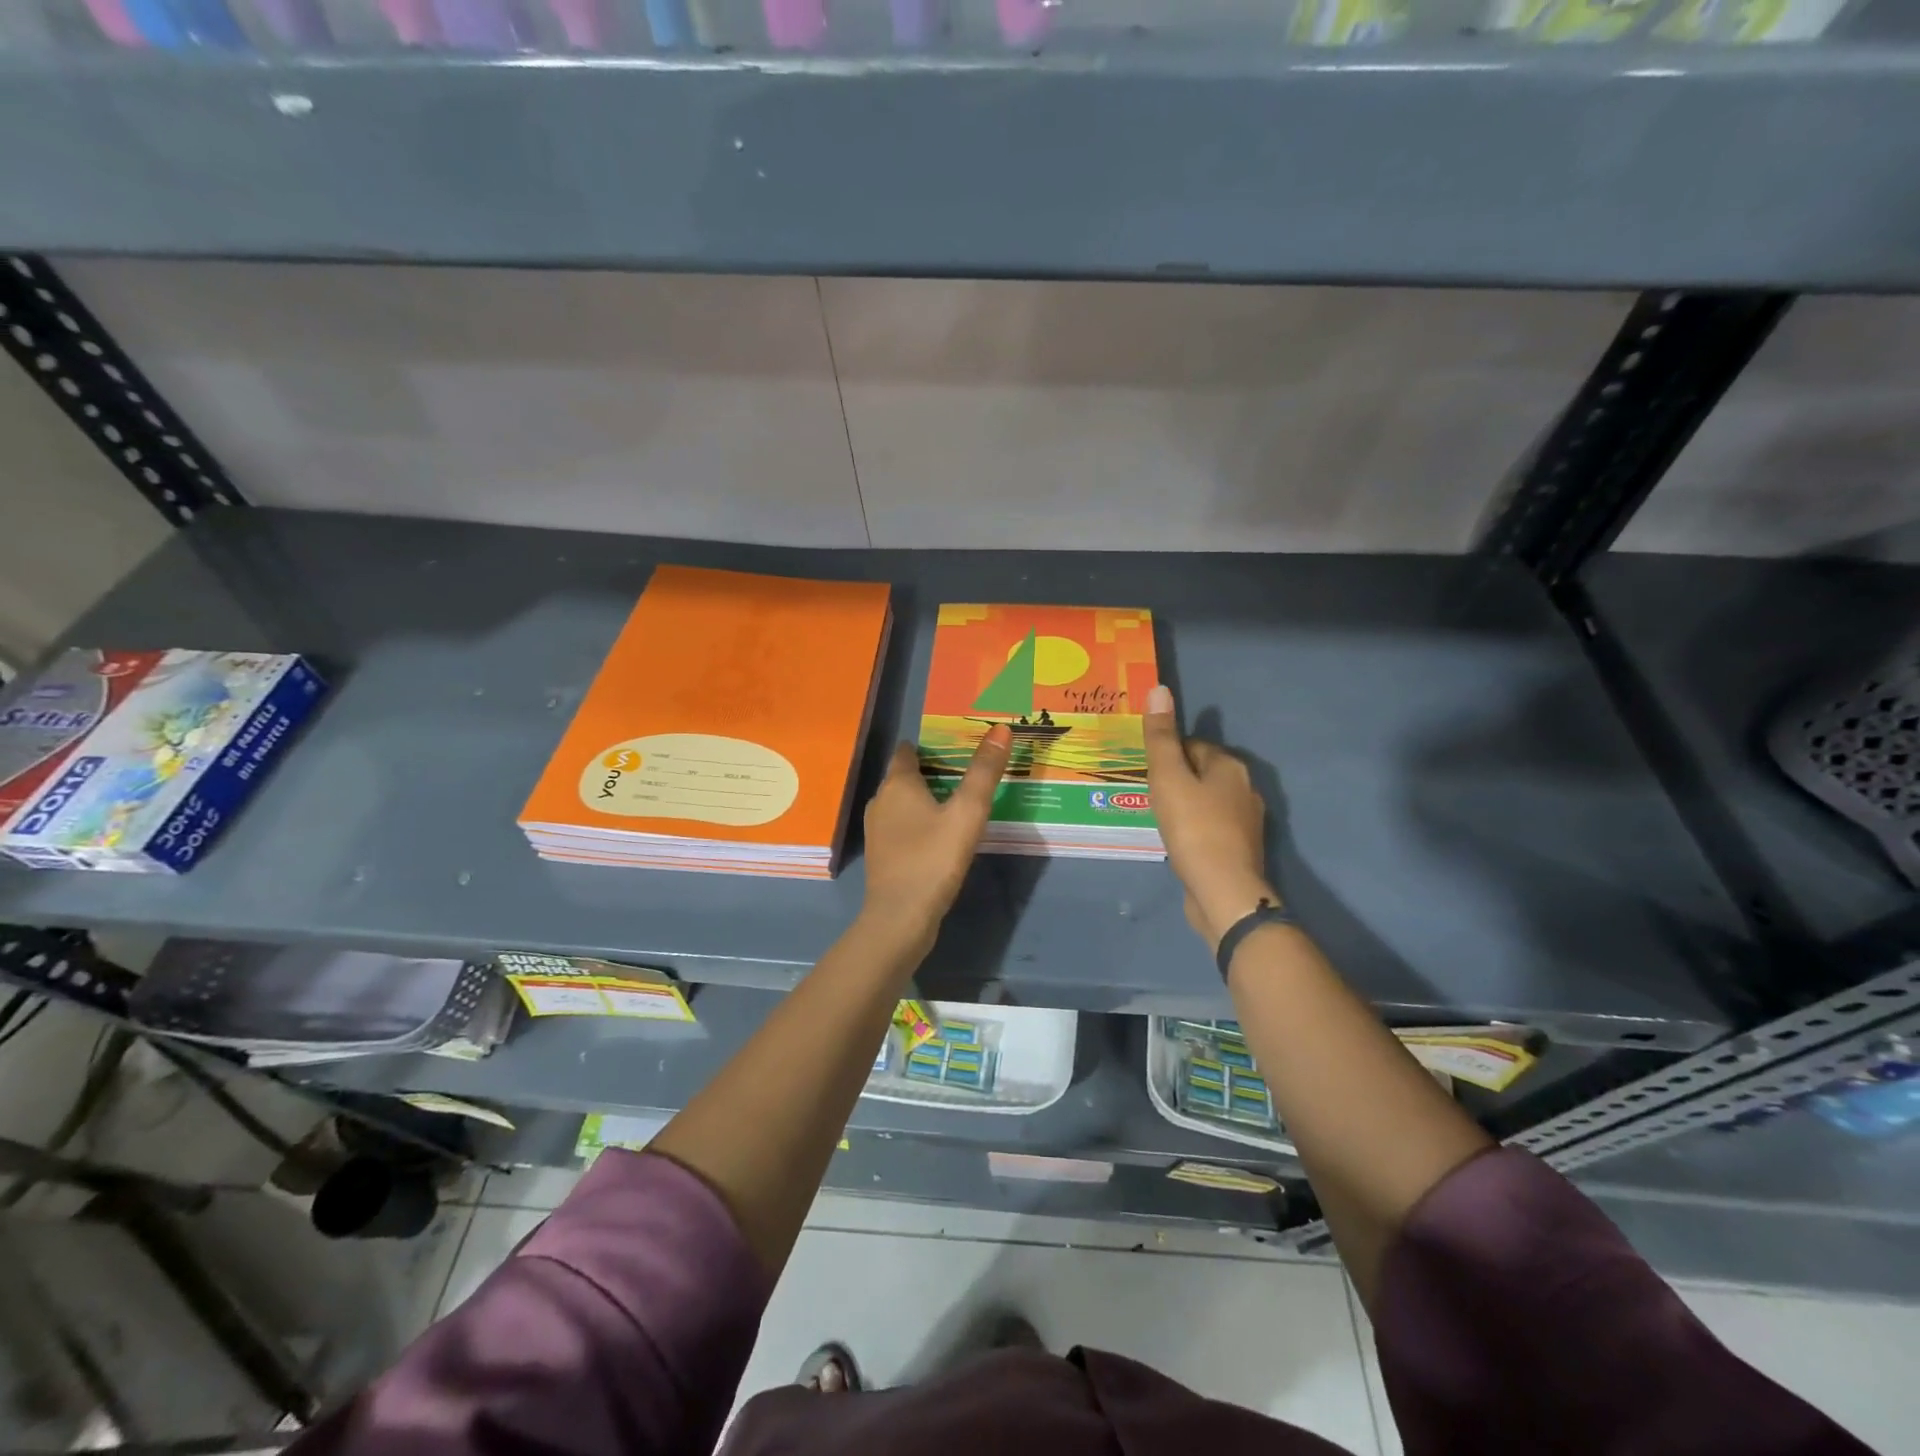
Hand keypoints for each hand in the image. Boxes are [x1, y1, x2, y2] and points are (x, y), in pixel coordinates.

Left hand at [858, 725, 1011, 958]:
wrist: (900, 918)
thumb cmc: (933, 858)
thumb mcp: (967, 812)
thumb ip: (984, 771)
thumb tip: (1001, 728)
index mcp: (897, 784)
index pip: (907, 751)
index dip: (927, 744)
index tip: (953, 744)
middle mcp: (880, 801)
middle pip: (904, 776)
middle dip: (930, 771)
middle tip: (964, 771)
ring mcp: (877, 831)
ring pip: (902, 804)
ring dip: (924, 799)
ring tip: (956, 801)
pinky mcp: (883, 856)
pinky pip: (902, 827)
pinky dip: (919, 823)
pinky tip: (940, 835)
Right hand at [1143, 685, 1277, 946]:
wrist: (1224, 891)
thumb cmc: (1193, 828)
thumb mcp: (1168, 777)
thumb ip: (1161, 737)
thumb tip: (1159, 688)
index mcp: (1230, 765)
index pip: (1192, 745)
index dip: (1167, 755)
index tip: (1147, 774)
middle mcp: (1245, 787)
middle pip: (1202, 772)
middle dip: (1177, 780)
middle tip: (1148, 797)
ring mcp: (1247, 820)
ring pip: (1208, 800)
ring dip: (1186, 805)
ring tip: (1160, 820)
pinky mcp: (1241, 848)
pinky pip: (1212, 826)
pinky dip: (1195, 829)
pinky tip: (1179, 842)